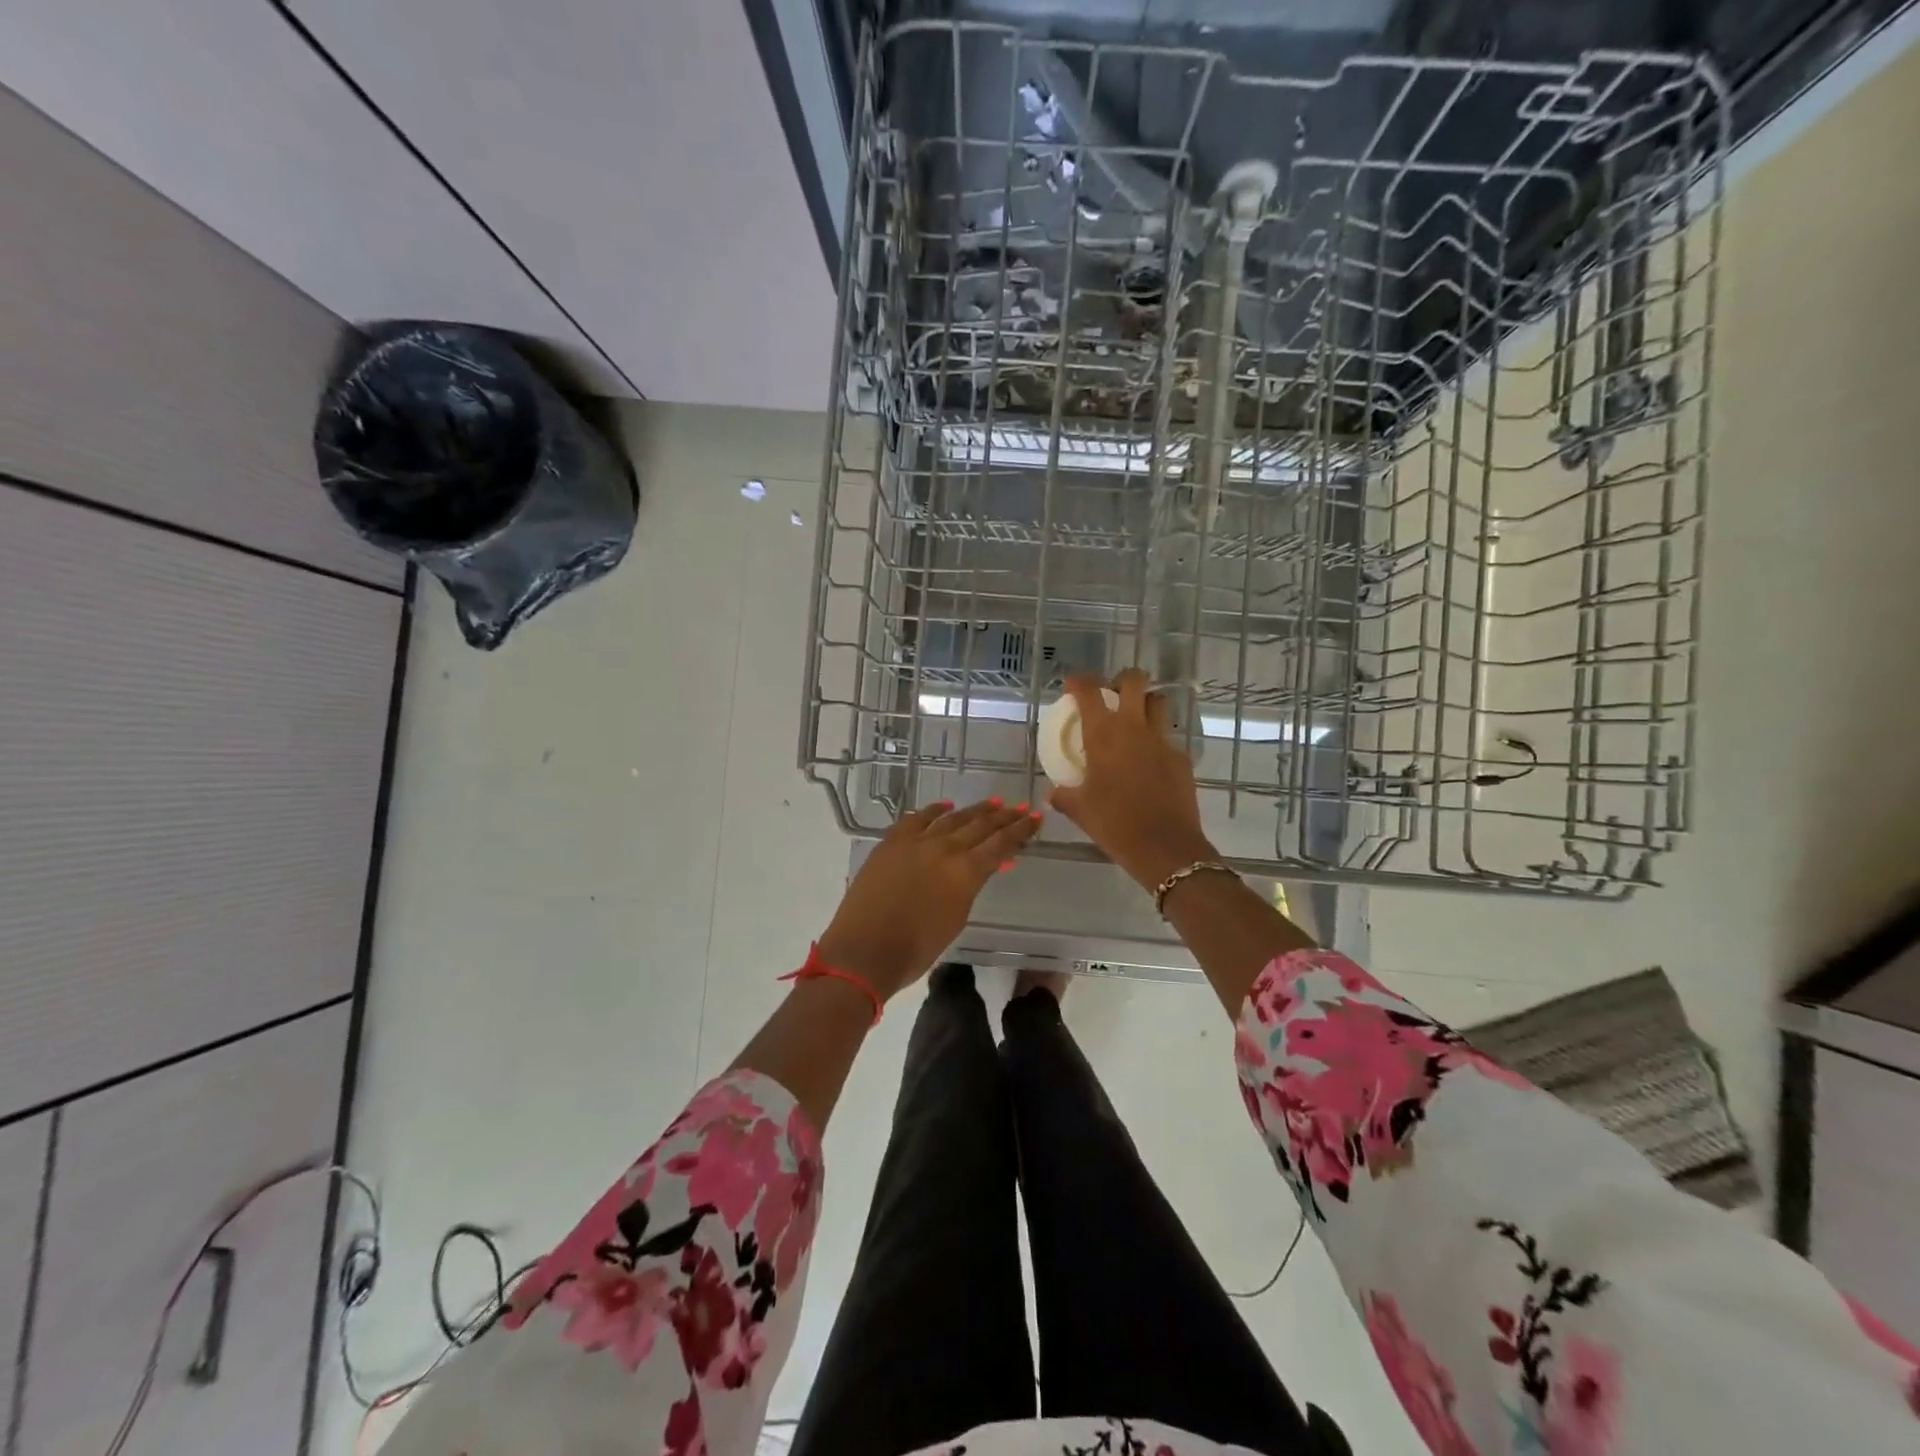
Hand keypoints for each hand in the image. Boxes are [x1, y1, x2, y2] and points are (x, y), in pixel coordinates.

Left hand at [817, 798, 1042, 999]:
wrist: (865, 950)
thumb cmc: (915, 949)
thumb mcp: (956, 919)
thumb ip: (969, 888)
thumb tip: (978, 870)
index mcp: (966, 872)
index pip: (1001, 844)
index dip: (1020, 831)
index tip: (1035, 818)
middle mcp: (945, 848)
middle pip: (981, 826)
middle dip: (1003, 816)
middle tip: (1020, 807)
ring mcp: (916, 842)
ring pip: (952, 818)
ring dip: (974, 811)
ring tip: (993, 803)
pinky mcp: (891, 842)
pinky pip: (917, 818)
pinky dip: (934, 810)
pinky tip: (945, 806)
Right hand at [1046, 669, 1215, 891]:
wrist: (1164, 846)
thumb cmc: (1114, 823)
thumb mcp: (1080, 810)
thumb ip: (1064, 796)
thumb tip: (1053, 793)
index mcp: (1103, 734)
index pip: (1089, 691)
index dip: (1079, 681)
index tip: (1073, 685)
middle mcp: (1134, 727)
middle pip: (1134, 681)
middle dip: (1123, 680)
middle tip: (1113, 695)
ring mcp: (1162, 741)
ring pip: (1159, 703)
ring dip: (1147, 703)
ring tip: (1136, 720)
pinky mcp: (1182, 759)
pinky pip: (1169, 739)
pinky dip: (1158, 742)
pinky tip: (1151, 762)